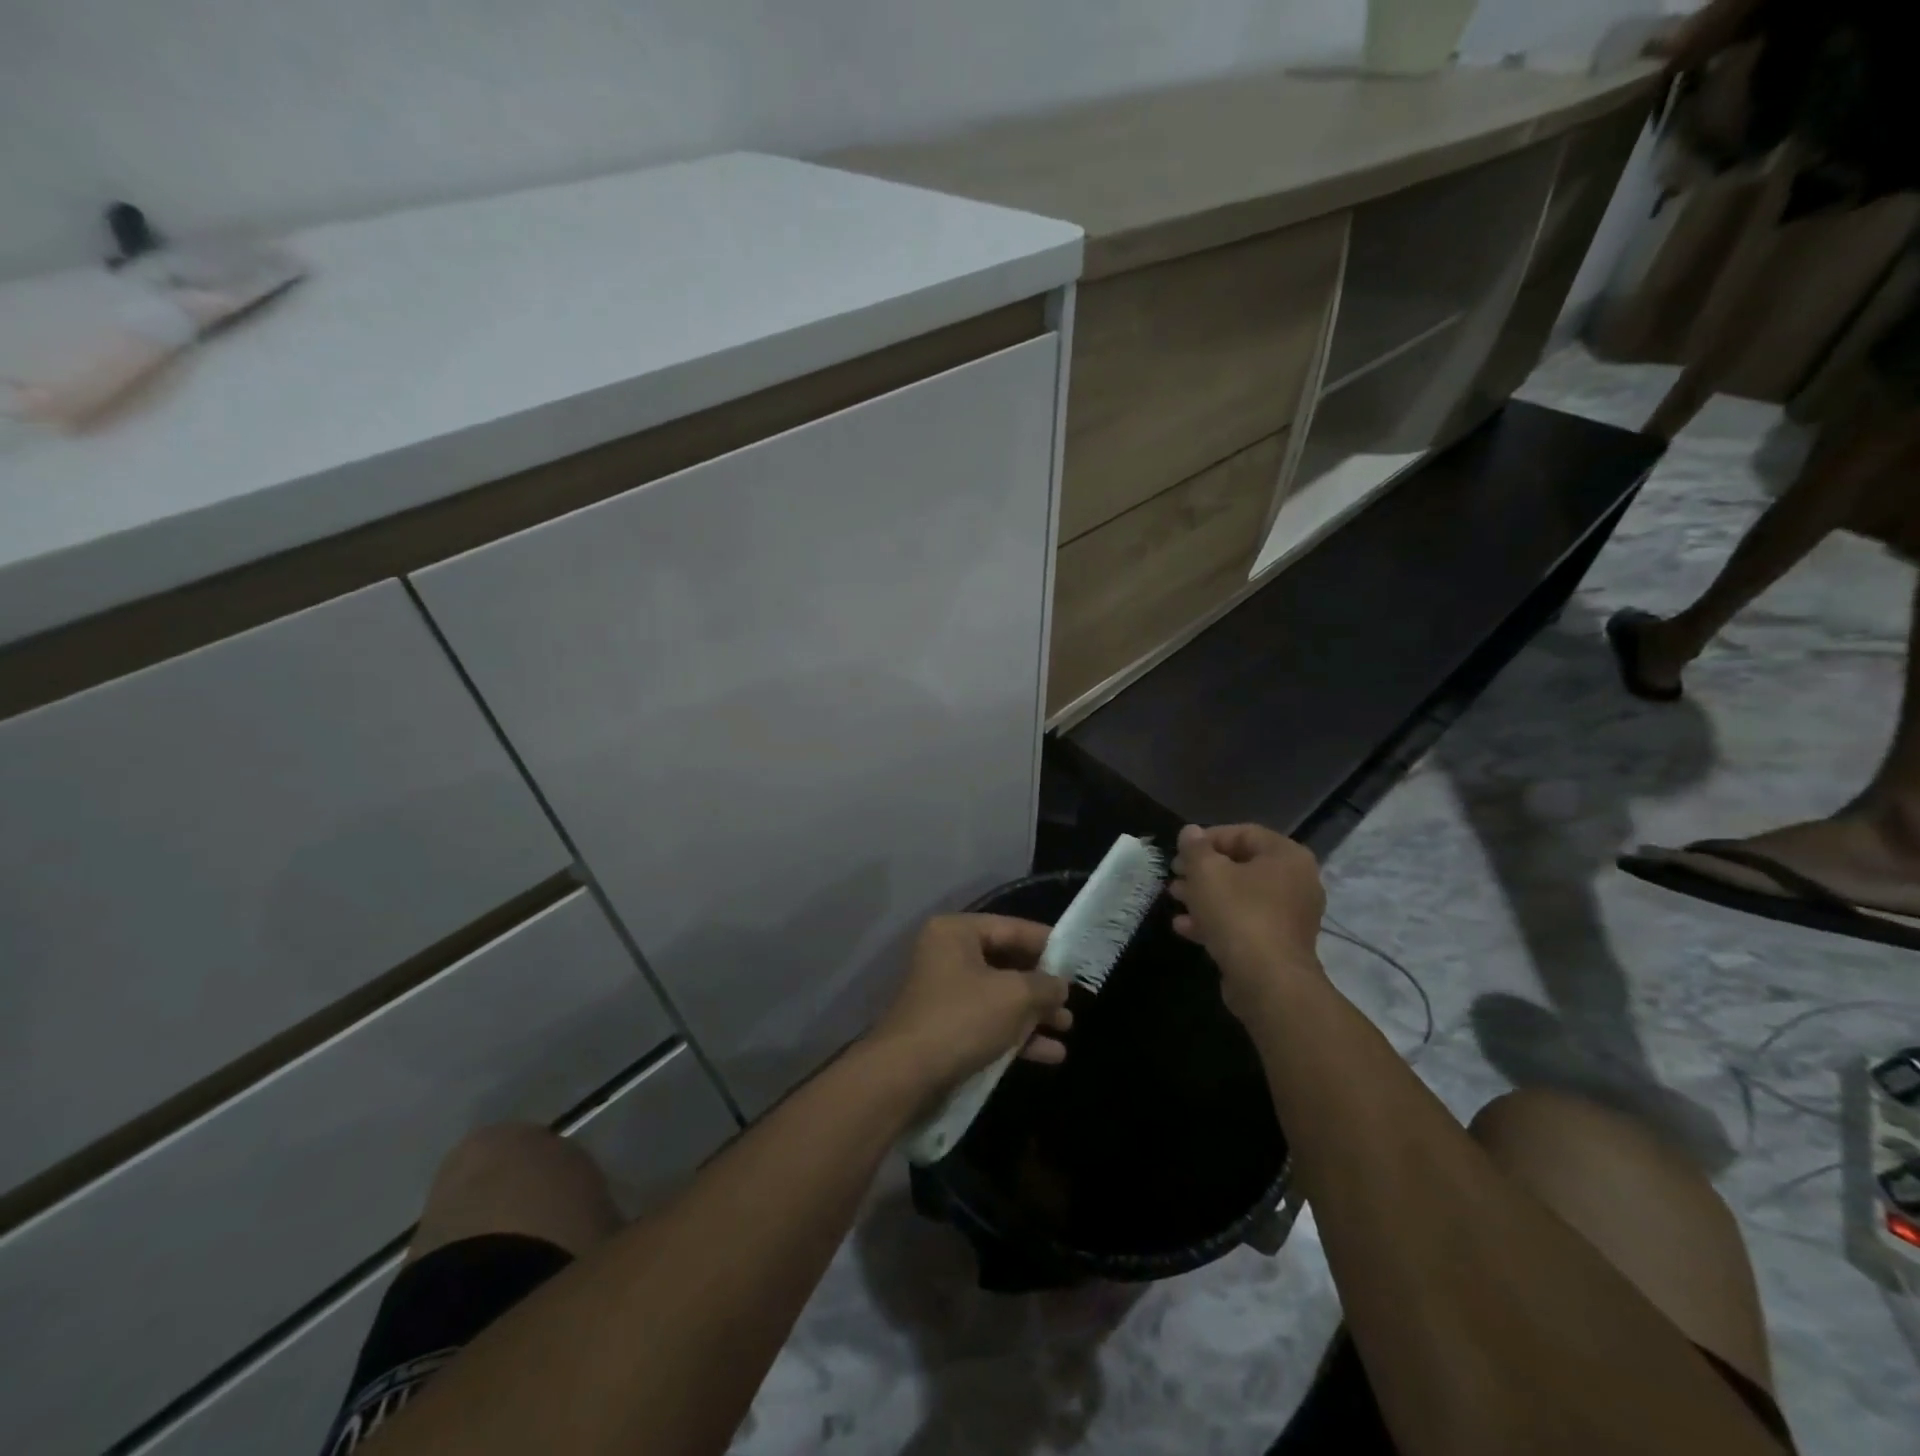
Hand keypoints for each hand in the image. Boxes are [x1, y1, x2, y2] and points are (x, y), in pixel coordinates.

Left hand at [867, 914, 1072, 1096]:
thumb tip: (1060, 986)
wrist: (906, 1076)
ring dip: (1034, 1013)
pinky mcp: (947, 1027)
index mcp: (957, 932)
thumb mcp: (1014, 996)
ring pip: (1000, 996)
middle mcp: (948, 955)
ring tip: (1067, 1028)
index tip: (1078, 958)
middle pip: (1006, 962)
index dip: (1048, 943)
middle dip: (1042, 985)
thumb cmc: (962, 1019)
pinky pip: (989, 1022)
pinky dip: (1017, 1034)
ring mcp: (946, 993)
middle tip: (1073, 999)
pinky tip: (1051, 1054)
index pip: (1011, 927)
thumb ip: (1044, 985)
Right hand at [1169, 824, 1325, 1019]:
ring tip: (1175, 899)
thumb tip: (1190, 832)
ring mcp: (1290, 916)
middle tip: (1174, 876)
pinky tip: (1185, 927)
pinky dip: (1217, 920)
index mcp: (1286, 856)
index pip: (1243, 833)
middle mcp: (1296, 881)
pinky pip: (1245, 922)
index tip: (1180, 852)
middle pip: (1241, 866)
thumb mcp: (1207, 872)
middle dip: (1203, 870)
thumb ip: (1195, 848)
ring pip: (1240, 896)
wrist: (1268, 982)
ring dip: (1205, 896)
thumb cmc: (1239, 914)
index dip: (1206, 839)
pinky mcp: (1279, 944)